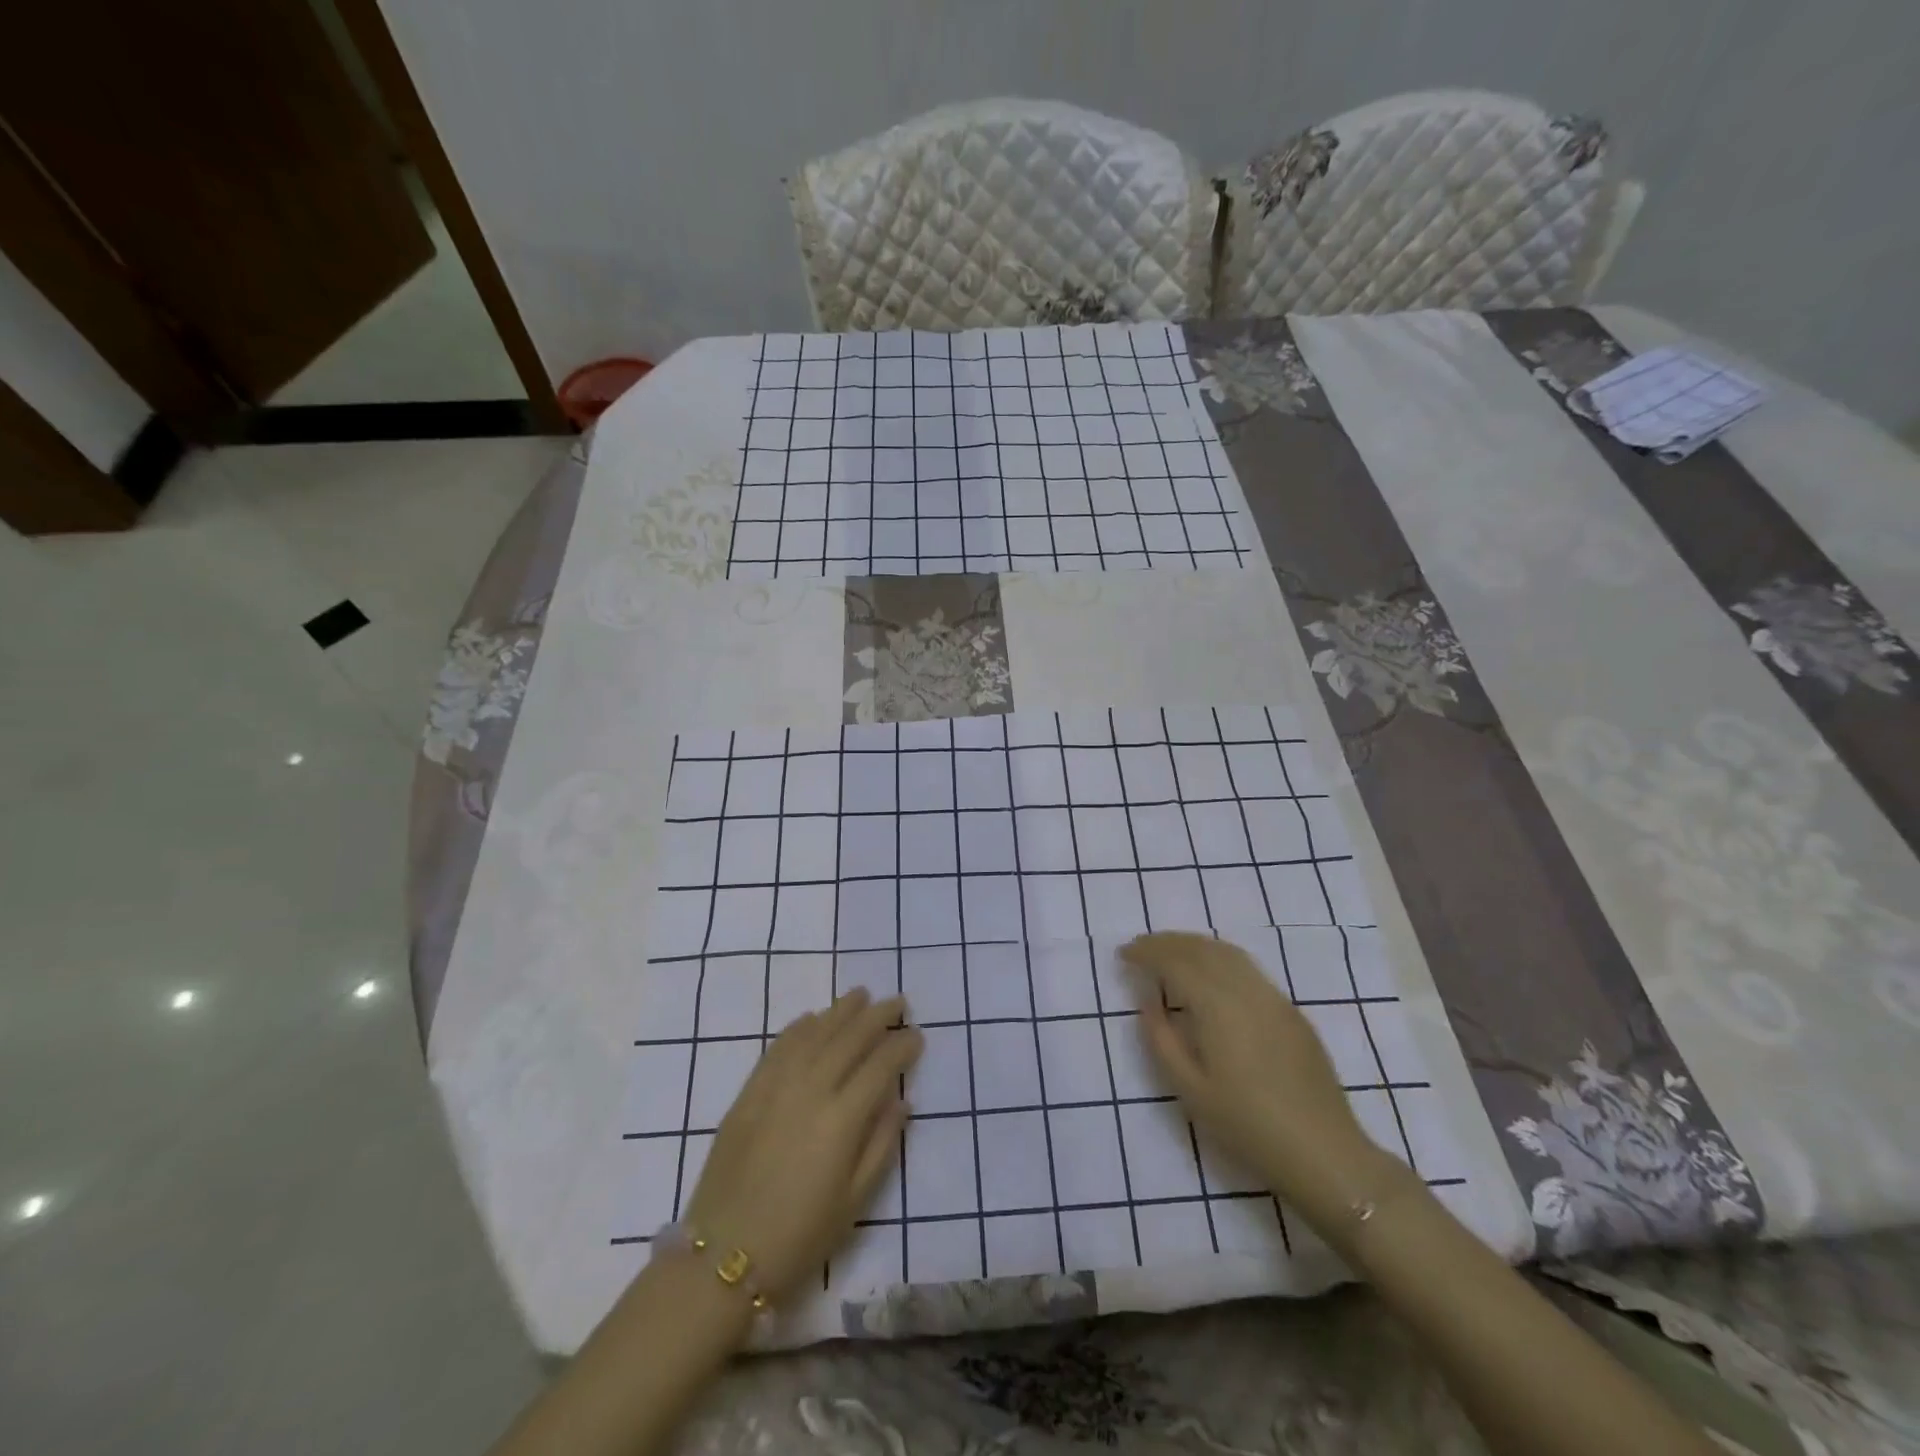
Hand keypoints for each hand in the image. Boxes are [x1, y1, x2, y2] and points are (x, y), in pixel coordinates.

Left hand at [684, 988, 921, 1304]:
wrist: (721, 1259)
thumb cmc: (798, 1238)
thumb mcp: (854, 1202)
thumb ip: (881, 1145)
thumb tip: (901, 1101)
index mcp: (841, 1120)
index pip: (880, 1066)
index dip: (901, 1046)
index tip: (916, 1035)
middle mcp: (810, 1091)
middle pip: (849, 1039)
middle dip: (877, 1016)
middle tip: (897, 1002)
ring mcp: (775, 1088)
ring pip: (814, 1034)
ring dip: (839, 1011)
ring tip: (860, 995)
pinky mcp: (748, 1094)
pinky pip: (777, 1049)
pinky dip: (798, 1028)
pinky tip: (811, 1019)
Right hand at [1121, 931, 1396, 1226]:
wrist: (1323, 1152)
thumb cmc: (1247, 1125)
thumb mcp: (1189, 1090)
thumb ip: (1161, 1039)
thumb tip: (1148, 1001)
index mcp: (1217, 1005)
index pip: (1175, 961)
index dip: (1147, 952)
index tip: (1124, 954)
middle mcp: (1246, 989)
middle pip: (1201, 948)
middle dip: (1168, 942)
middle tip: (1141, 947)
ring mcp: (1274, 997)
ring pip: (1228, 953)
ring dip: (1194, 945)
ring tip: (1171, 952)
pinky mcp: (1291, 1012)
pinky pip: (1248, 968)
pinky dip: (1220, 958)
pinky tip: (1211, 974)